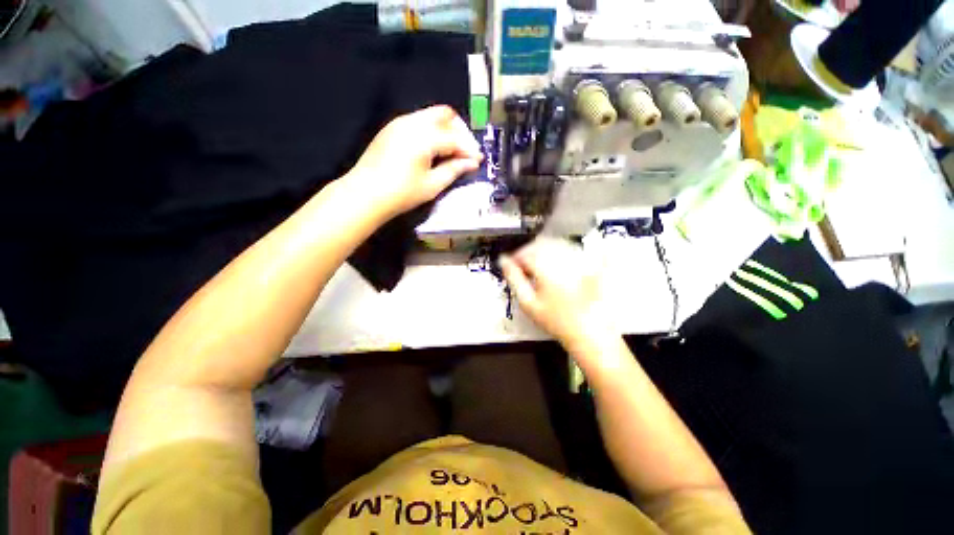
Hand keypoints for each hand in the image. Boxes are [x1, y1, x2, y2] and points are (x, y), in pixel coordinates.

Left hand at [344, 105, 481, 219]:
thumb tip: (472, 162)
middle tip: (466, 152)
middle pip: (445, 115)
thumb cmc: (401, 193)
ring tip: (452, 153)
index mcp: (424, 137)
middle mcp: (412, 122)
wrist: (364, 194)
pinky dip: (432, 132)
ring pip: (431, 116)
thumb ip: (454, 169)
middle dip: (460, 131)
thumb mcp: (432, 185)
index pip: (455, 138)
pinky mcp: (392, 129)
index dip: (470, 149)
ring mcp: (399, 123)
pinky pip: (419, 122)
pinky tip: (434, 150)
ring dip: (446, 130)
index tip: (478, 161)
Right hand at [500, 238, 619, 352]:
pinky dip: (559, 250)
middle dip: (528, 252)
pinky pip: (570, 248)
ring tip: (539, 265)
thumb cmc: (555, 320)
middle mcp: (561, 258)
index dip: (515, 258)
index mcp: (545, 267)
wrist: (589, 331)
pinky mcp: (589, 262)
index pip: (525, 252)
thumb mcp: (528, 303)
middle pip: (540, 244)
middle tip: (524, 266)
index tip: (511, 266)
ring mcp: (578, 258)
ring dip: (543, 250)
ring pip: (555, 243)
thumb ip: (514, 278)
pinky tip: (556, 263)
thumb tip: (503, 260)